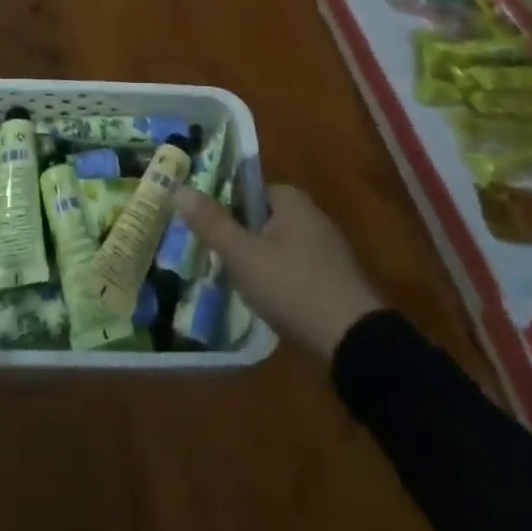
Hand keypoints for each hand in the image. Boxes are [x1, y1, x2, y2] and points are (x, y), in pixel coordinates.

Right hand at [174, 183, 382, 362]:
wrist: (354, 341)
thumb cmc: (293, 286)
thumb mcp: (242, 254)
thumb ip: (210, 223)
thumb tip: (177, 188)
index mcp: (291, 199)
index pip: (248, 190)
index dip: (224, 208)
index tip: (203, 230)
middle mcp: (312, 215)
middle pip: (262, 219)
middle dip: (240, 238)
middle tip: (214, 260)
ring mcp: (327, 250)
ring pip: (278, 248)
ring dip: (258, 263)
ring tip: (233, 285)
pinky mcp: (335, 281)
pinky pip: (295, 271)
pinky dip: (279, 282)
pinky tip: (266, 304)